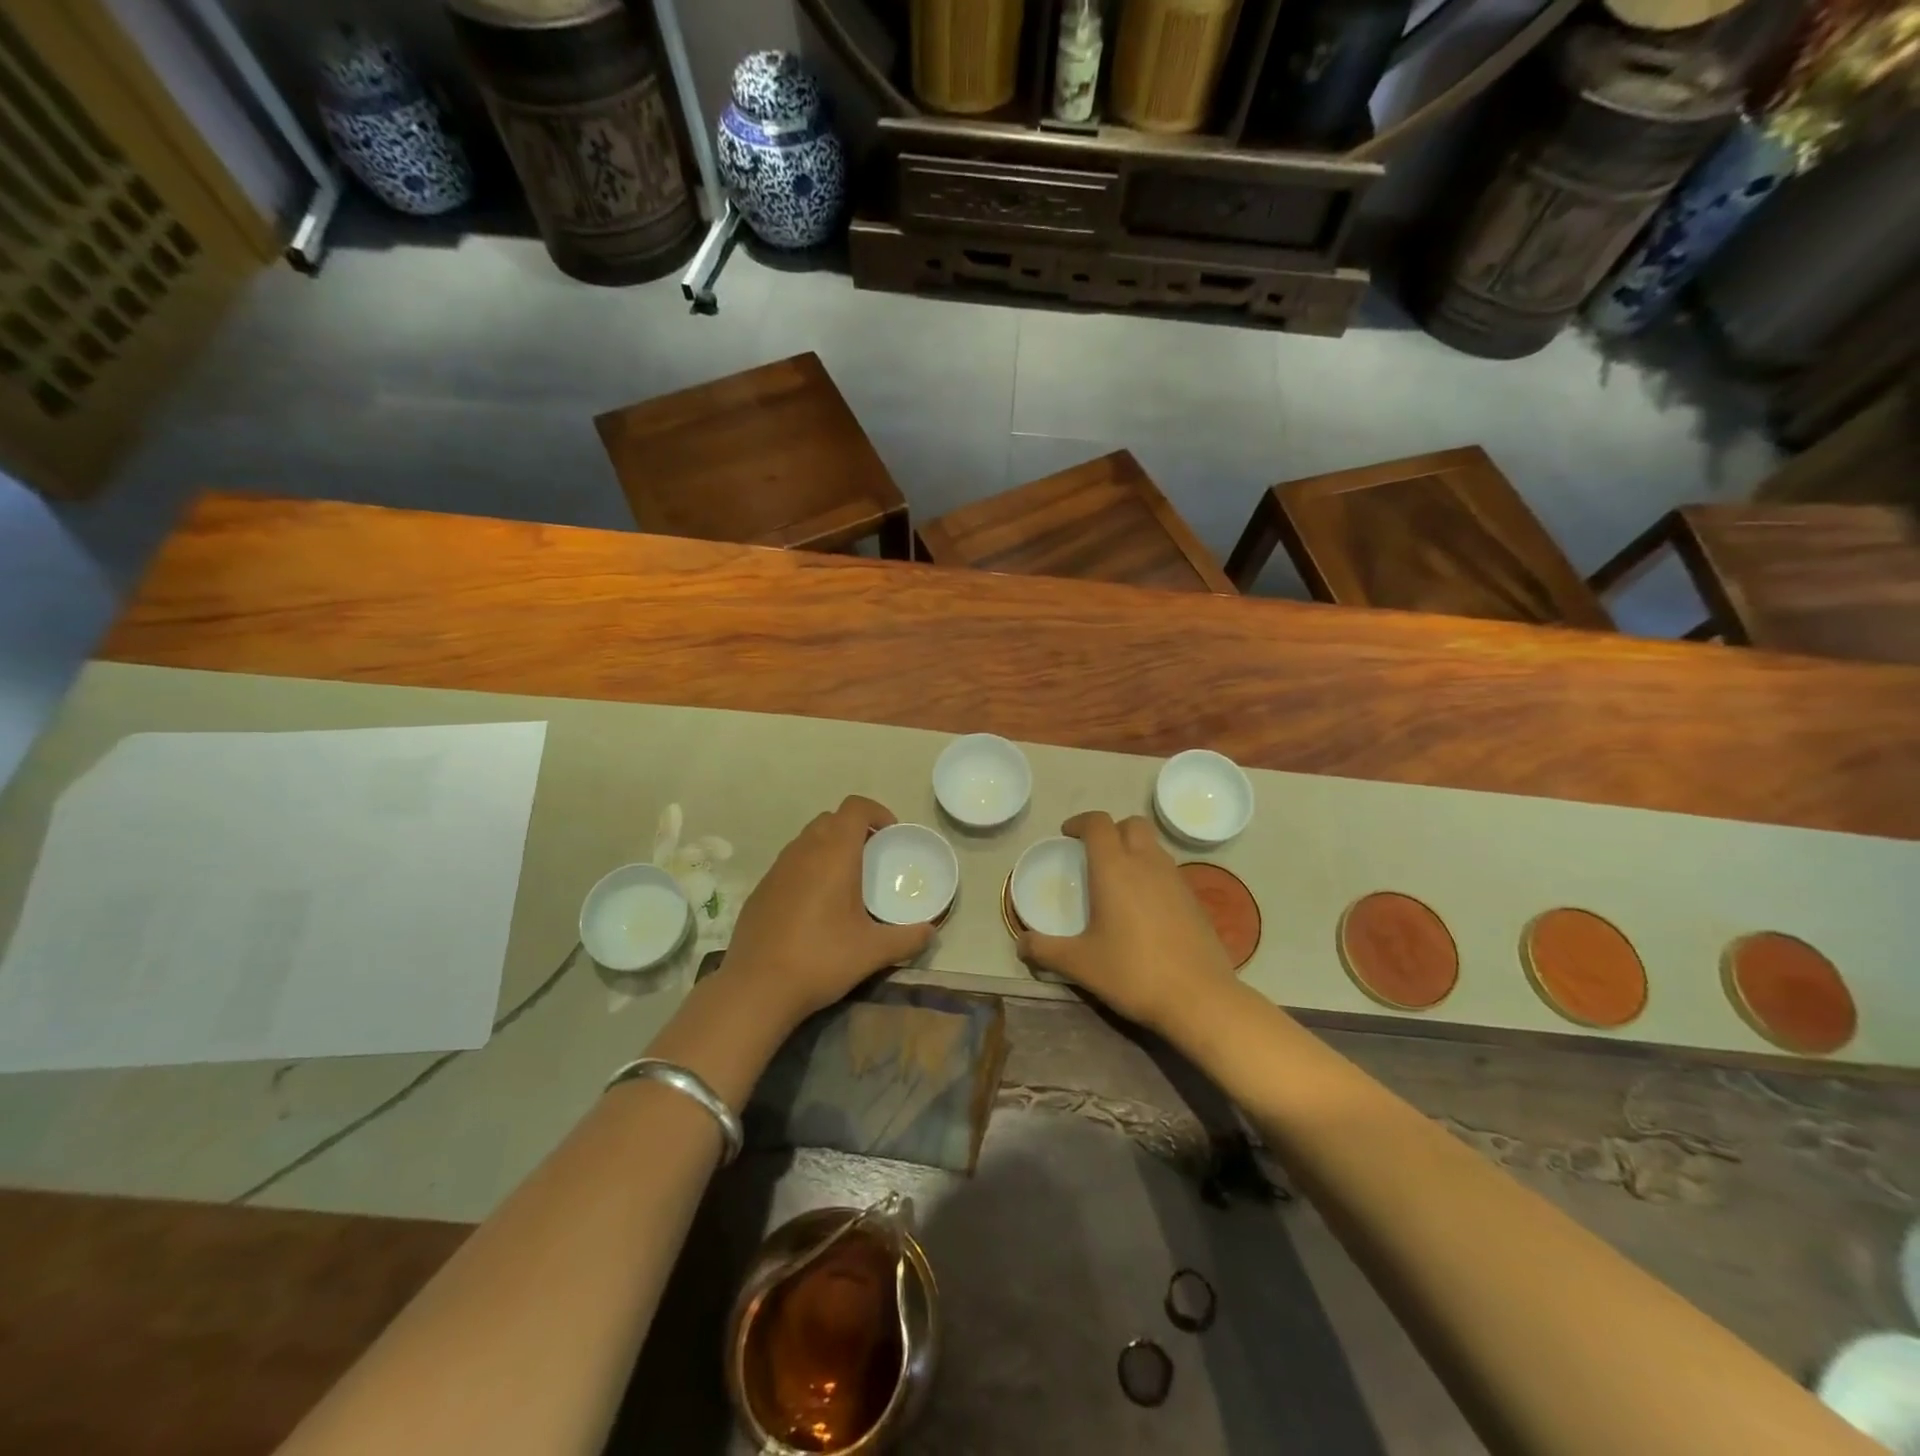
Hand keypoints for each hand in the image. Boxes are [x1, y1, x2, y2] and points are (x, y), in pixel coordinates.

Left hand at [720, 795, 932, 1026]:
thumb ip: (908, 938)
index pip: (854, 807)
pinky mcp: (760, 890)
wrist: (756, 987)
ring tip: (845, 882)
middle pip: (830, 819)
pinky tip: (814, 907)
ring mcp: (776, 869)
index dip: (876, 811)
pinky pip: (789, 865)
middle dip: (854, 829)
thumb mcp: (873, 952)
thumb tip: (931, 932)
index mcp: (834, 854)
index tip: (891, 834)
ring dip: (829, 848)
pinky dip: (807, 870)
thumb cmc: (821, 958)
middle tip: (872, 857)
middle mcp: (803, 851)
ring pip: (807, 840)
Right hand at [1017, 811, 1234, 1036]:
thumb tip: (1020, 944)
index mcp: (1115, 868)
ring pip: (1153, 846)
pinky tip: (1144, 907)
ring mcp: (1176, 879)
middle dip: (1111, 830)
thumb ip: (1045, 950)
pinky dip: (1152, 874)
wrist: (1199, 998)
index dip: (1080, 822)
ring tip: (1118, 880)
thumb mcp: (1079, 964)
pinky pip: (1169, 870)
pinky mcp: (1195, 900)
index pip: (1098, 823)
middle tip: (1094, 854)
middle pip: (1131, 824)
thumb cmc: (1133, 972)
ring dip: (1134, 850)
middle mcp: (1147, 863)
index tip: (1067, 835)